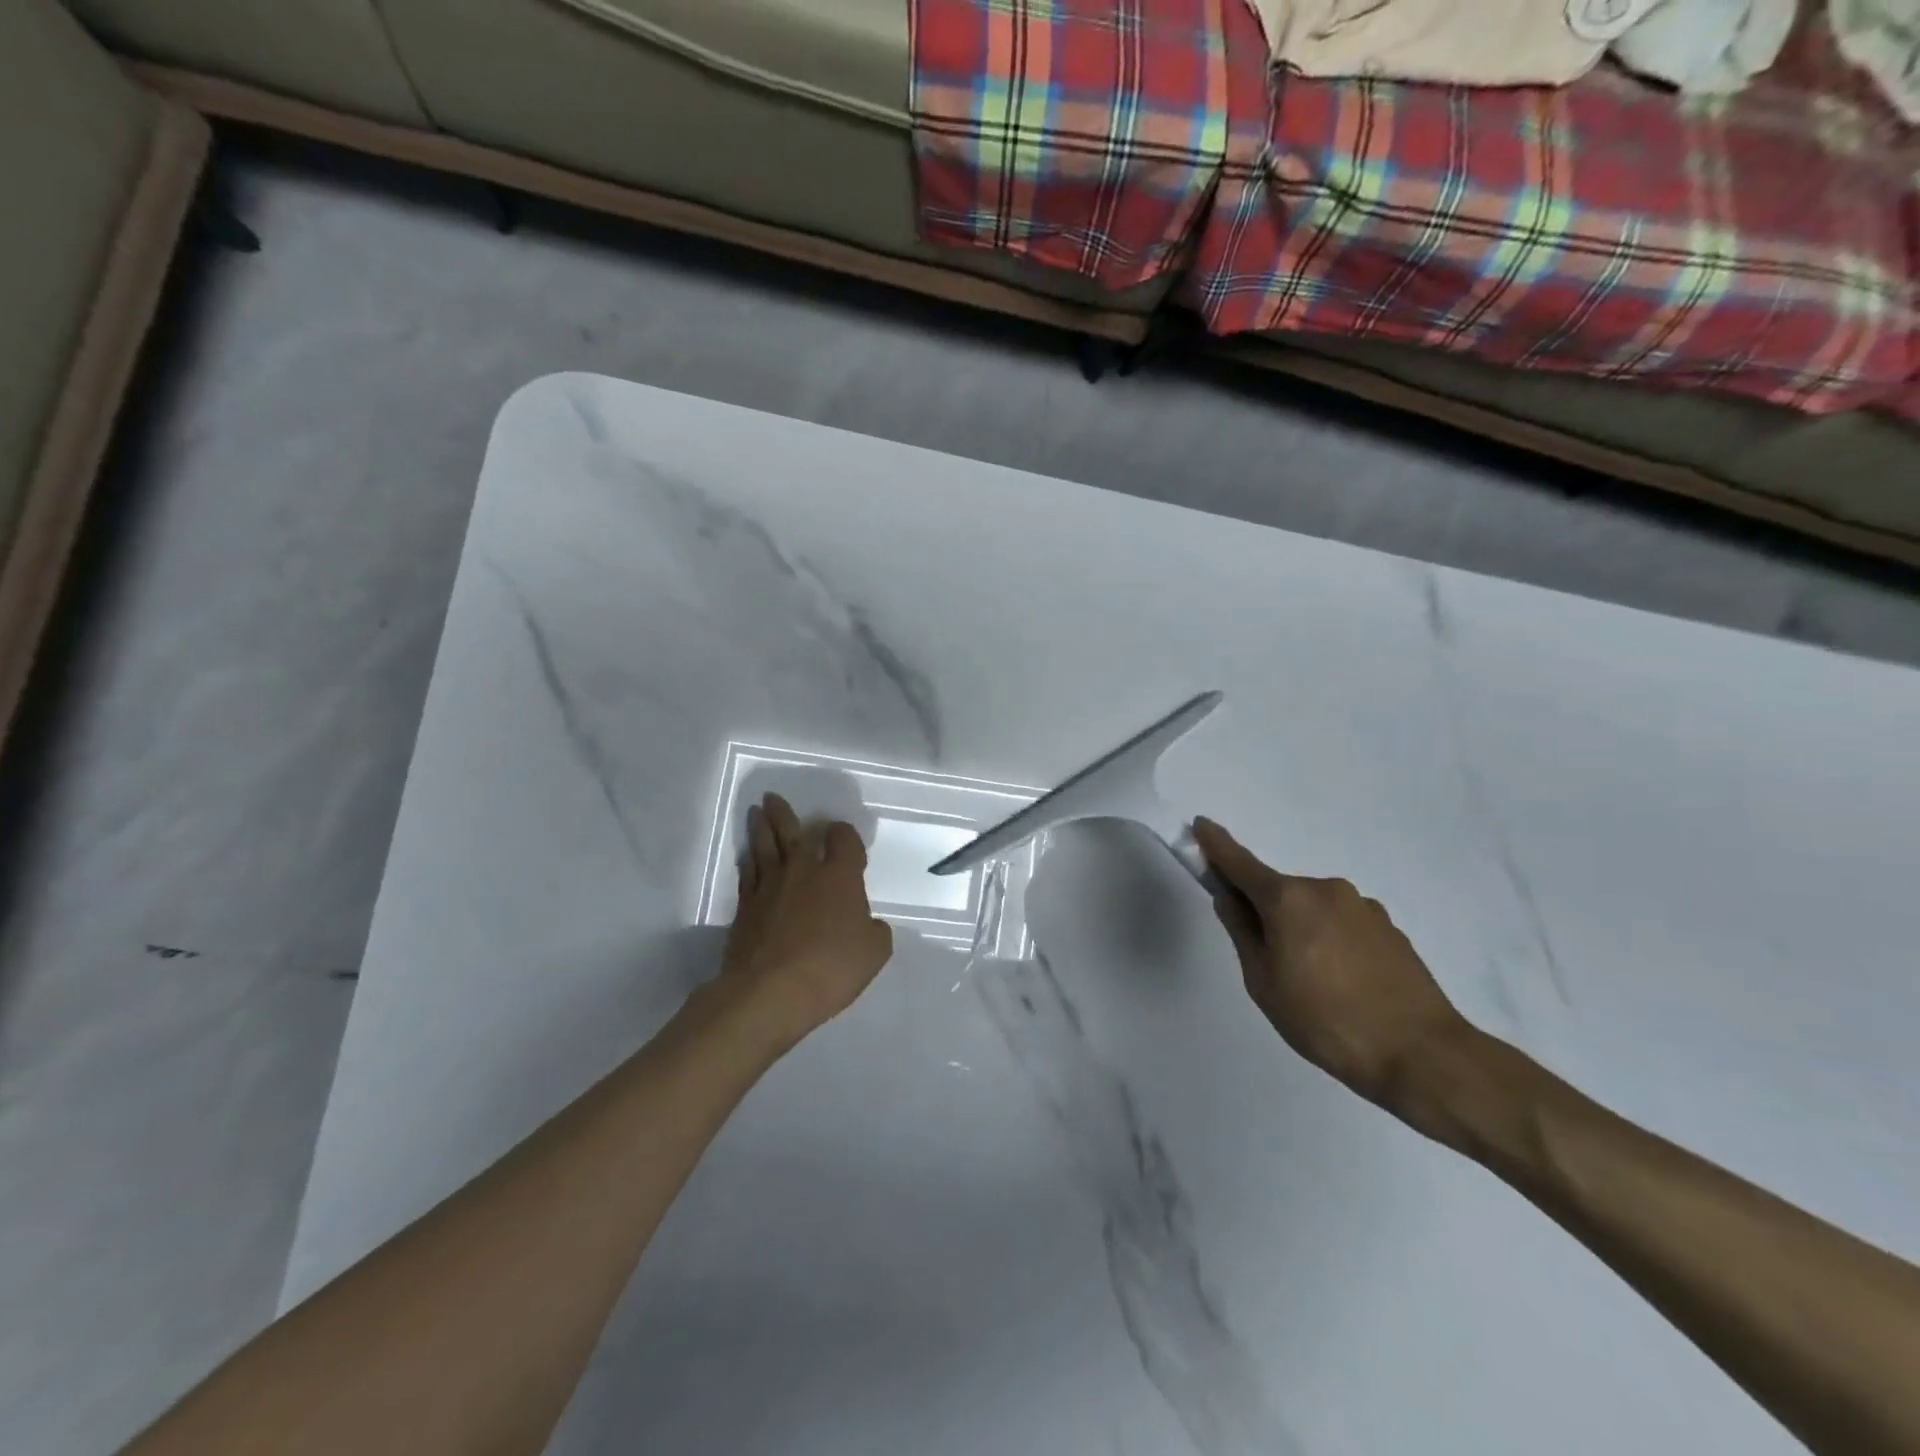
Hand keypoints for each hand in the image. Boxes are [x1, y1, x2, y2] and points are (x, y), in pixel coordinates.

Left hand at [718, 793, 893, 1045]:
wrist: (770, 992)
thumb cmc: (831, 967)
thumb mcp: (874, 952)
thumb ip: (874, 930)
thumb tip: (866, 923)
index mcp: (839, 876)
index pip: (843, 839)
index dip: (844, 834)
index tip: (842, 837)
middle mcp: (803, 871)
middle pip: (793, 833)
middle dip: (784, 814)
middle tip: (772, 798)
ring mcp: (769, 887)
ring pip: (764, 847)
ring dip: (761, 828)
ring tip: (755, 812)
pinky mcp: (745, 908)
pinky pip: (747, 874)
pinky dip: (747, 862)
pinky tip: (747, 857)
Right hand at [1192, 817, 1478, 1119]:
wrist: (1421, 1053)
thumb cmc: (1325, 1020)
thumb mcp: (1263, 982)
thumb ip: (1242, 932)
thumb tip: (1229, 898)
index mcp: (1287, 899)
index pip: (1239, 862)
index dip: (1216, 844)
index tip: (1200, 824)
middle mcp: (1324, 889)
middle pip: (1278, 891)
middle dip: (1264, 912)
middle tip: (1268, 963)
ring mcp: (1362, 905)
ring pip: (1312, 909)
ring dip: (1301, 929)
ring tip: (1315, 985)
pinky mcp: (1388, 926)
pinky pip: (1342, 923)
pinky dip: (1331, 941)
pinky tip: (1345, 983)